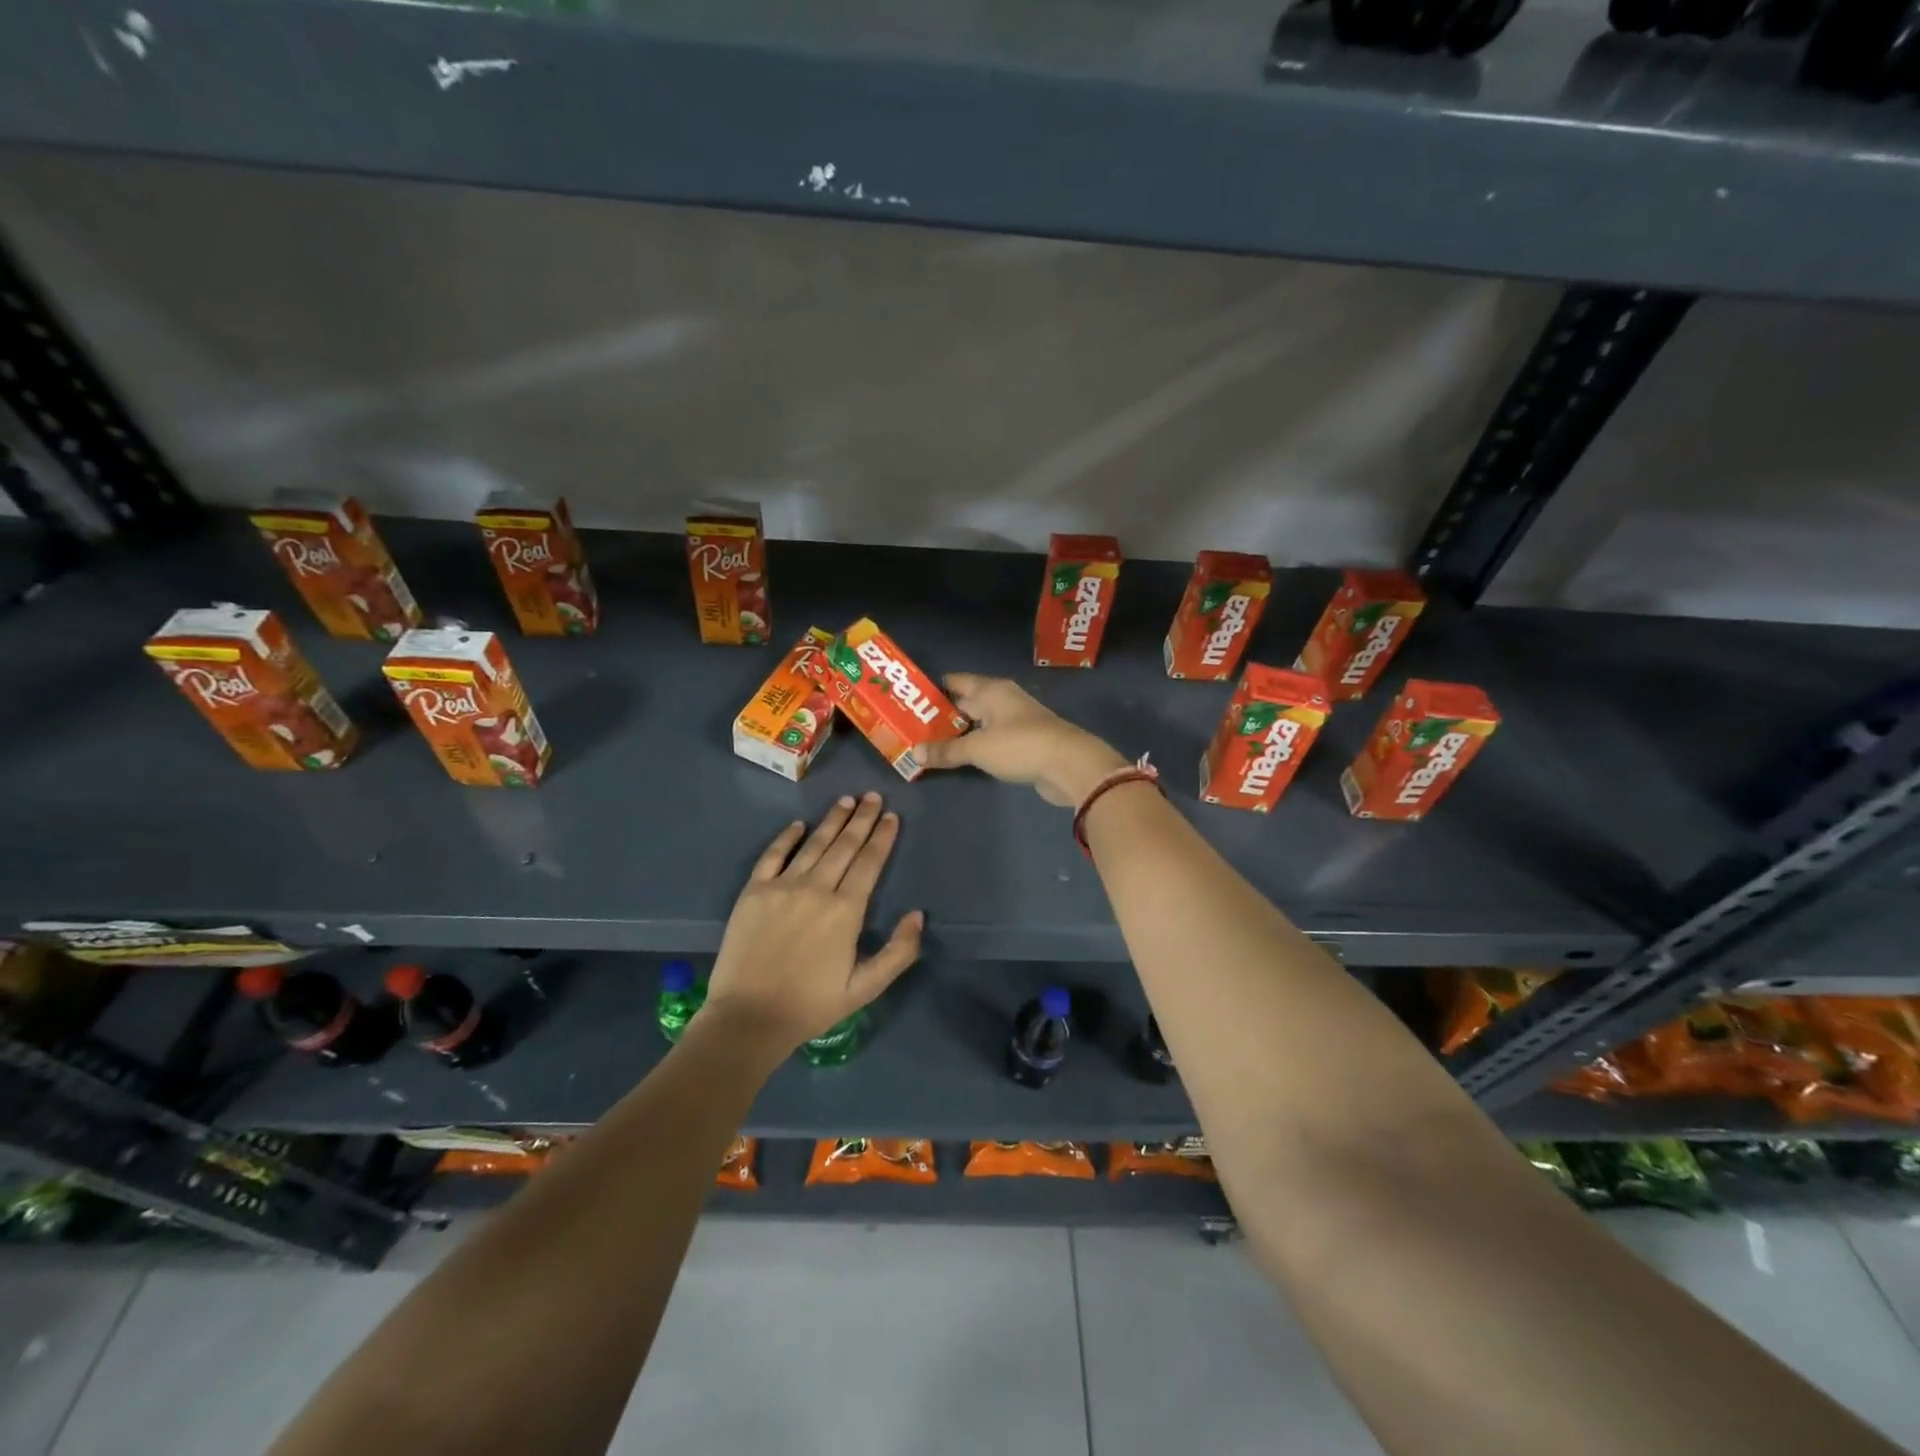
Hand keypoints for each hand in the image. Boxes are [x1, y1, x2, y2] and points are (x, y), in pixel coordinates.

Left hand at [702, 793, 922, 1056]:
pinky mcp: (754, 892)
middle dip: (862, 818)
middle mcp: (817, 889)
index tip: (892, 816)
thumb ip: (898, 952)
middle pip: (844, 845)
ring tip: (846, 800)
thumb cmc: (811, 1005)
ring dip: (832, 820)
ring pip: (814, 844)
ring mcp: (782, 887)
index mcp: (846, 911)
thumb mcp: (864, 988)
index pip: (869, 863)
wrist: (748, 1018)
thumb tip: (918, 915)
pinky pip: (773, 855)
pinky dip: (787, 837)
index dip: (882, 837)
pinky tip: (799, 824)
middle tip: (873, 796)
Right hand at [918, 673, 1128, 805]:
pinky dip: (975, 746)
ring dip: (958, 733)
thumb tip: (914, 753)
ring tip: (929, 744)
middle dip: (942, 715)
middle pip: (966, 703)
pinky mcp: (1023, 743)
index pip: (956, 682)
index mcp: (991, 690)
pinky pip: (990, 740)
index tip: (909, 700)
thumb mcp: (977, 748)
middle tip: (912, 727)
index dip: (933, 689)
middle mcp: (1003, 700)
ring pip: (978, 723)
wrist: (1069, 765)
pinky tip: (960, 757)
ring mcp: (1015, 721)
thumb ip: (946, 750)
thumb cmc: (1020, 745)